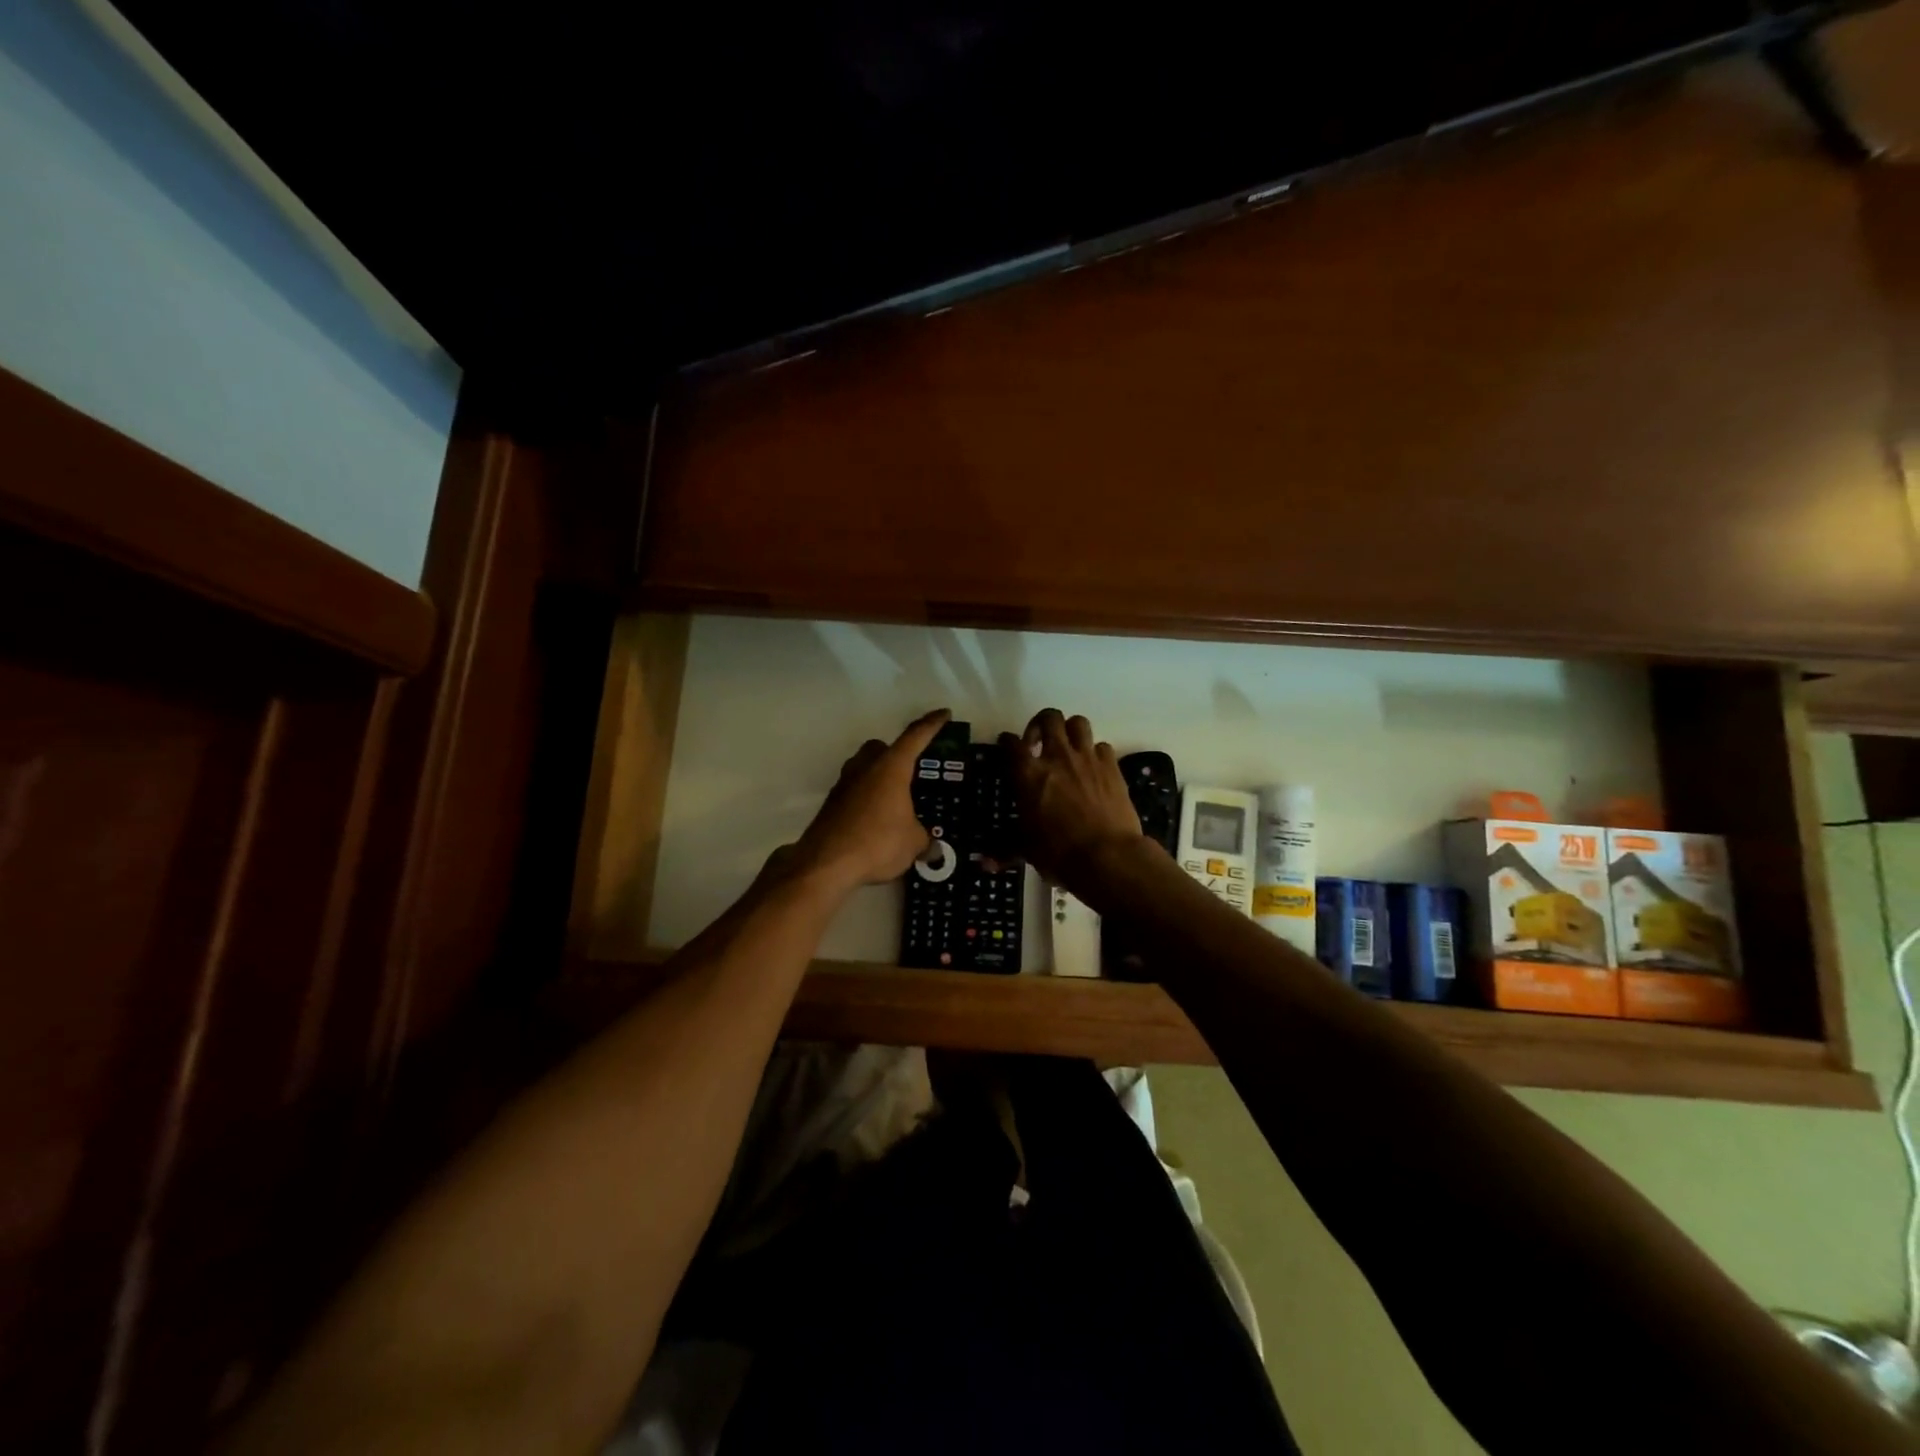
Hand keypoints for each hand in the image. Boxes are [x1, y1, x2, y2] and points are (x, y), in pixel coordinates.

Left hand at [790, 710, 951, 894]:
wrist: (826, 863)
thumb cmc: (878, 842)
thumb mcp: (913, 842)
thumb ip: (924, 839)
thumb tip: (929, 847)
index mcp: (891, 767)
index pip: (916, 736)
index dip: (932, 724)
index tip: (944, 714)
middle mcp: (866, 767)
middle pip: (881, 748)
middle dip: (896, 753)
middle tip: (912, 770)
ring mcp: (844, 784)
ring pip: (864, 768)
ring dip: (878, 777)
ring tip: (894, 800)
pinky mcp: (832, 804)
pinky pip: (854, 792)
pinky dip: (866, 799)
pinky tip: (876, 821)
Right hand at [1000, 709, 1144, 892]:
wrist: (1108, 856)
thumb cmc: (1059, 853)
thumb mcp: (1027, 850)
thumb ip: (1005, 851)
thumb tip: (984, 865)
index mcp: (1028, 774)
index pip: (1011, 744)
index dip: (1007, 742)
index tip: (1007, 745)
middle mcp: (1057, 756)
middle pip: (1049, 718)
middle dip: (1041, 723)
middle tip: (1039, 742)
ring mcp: (1087, 758)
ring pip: (1078, 722)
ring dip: (1070, 730)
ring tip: (1068, 747)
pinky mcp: (1112, 767)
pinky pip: (1102, 746)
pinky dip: (1095, 753)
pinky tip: (1093, 768)